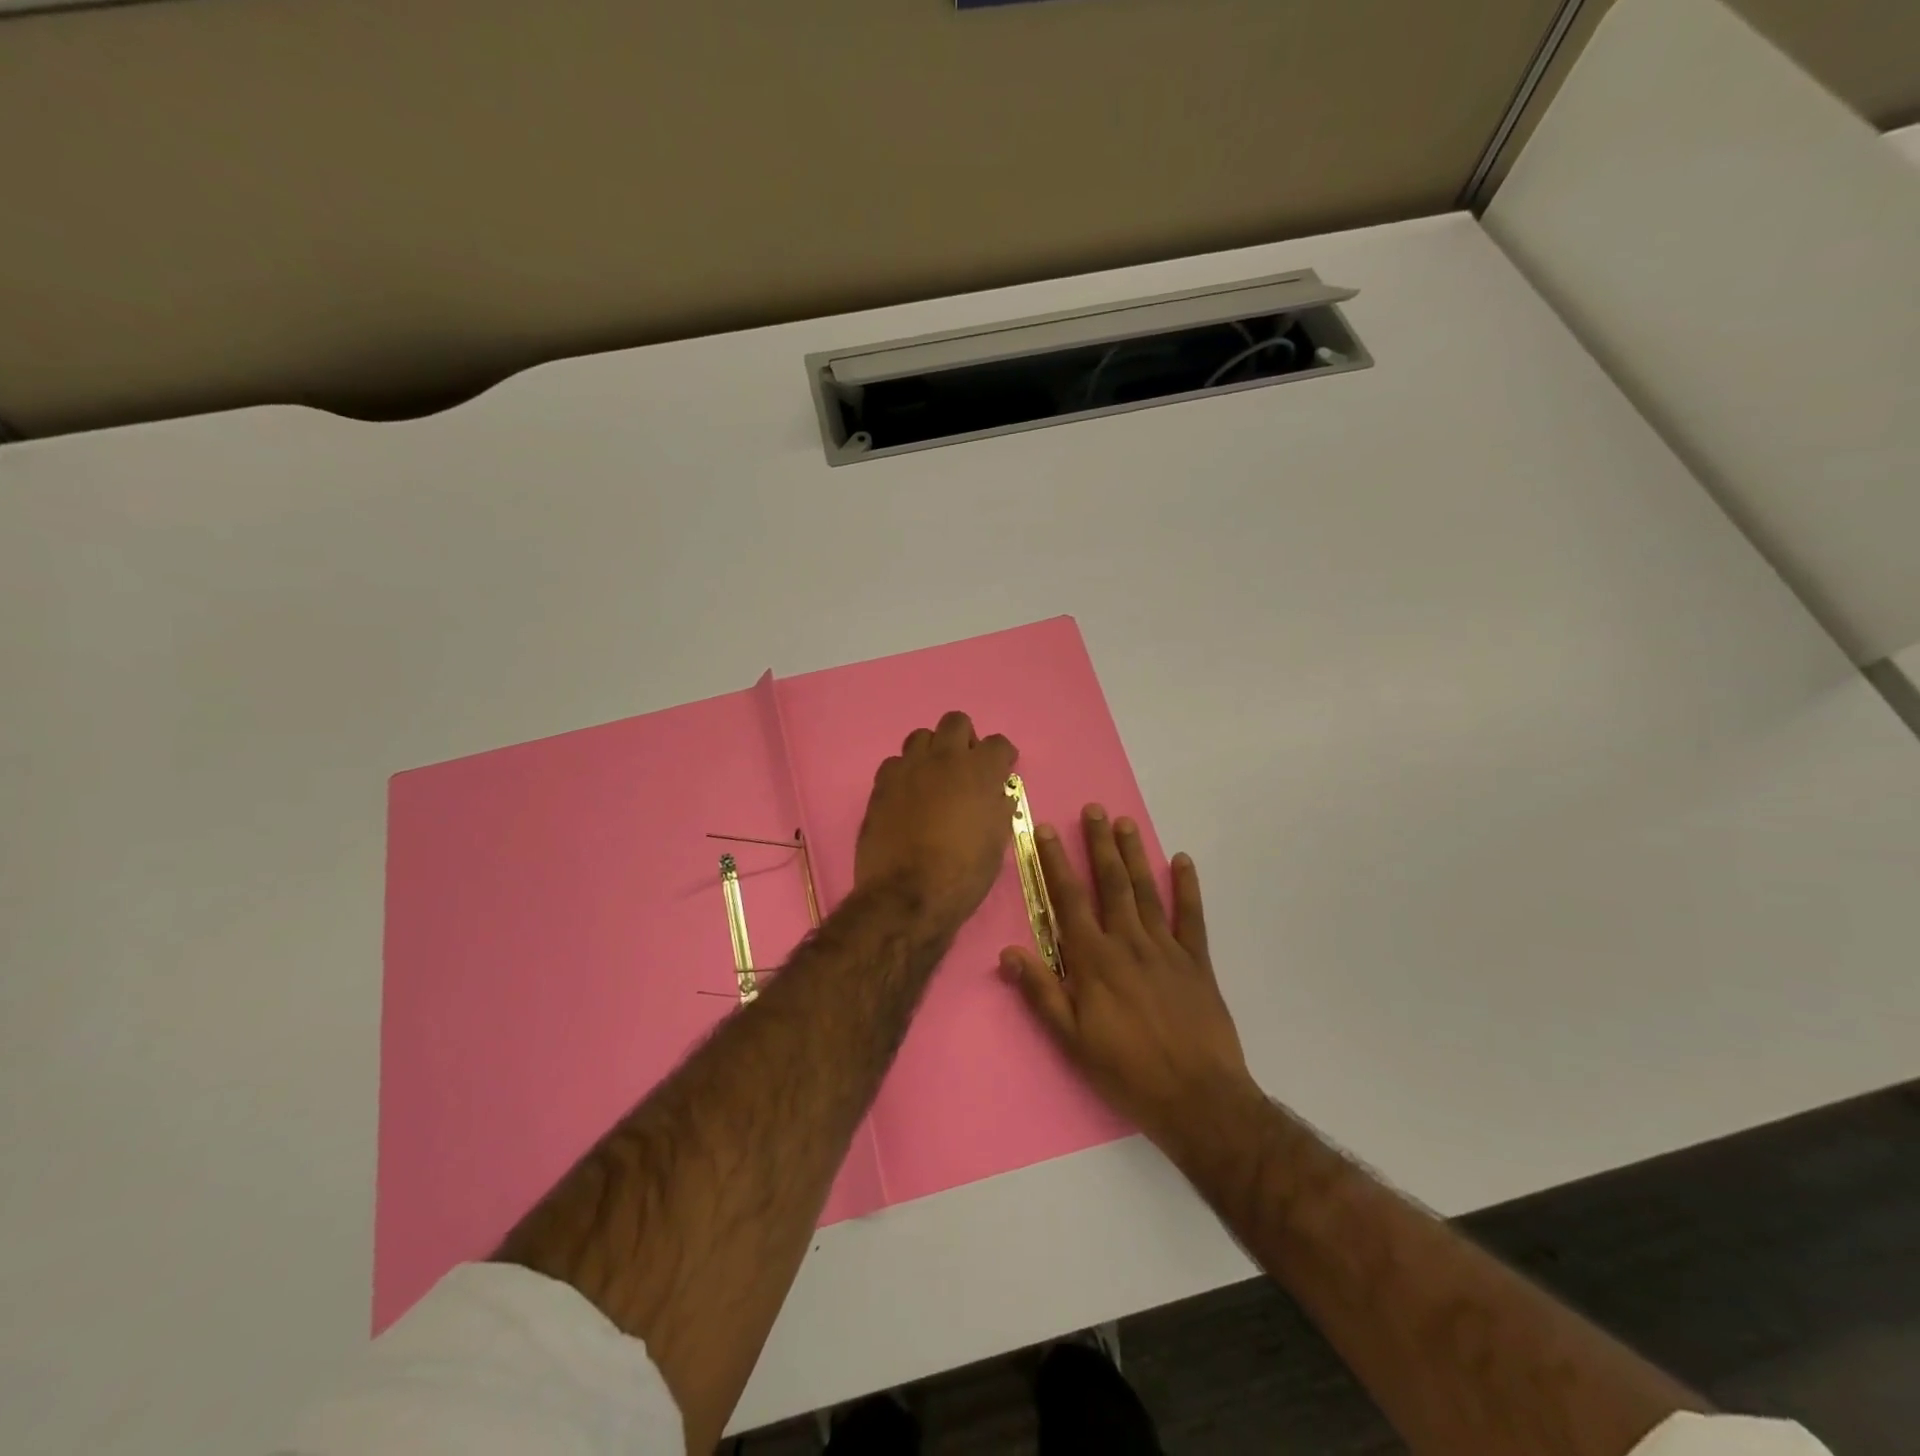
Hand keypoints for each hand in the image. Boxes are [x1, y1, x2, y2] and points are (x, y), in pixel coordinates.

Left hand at [855, 712, 1018, 932]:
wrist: (907, 895)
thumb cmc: (963, 874)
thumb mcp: (996, 843)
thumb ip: (998, 809)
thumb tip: (998, 795)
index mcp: (980, 771)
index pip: (998, 743)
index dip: (1002, 756)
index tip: (1002, 768)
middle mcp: (944, 758)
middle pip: (956, 722)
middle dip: (965, 739)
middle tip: (966, 766)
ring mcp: (909, 768)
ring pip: (921, 736)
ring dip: (932, 751)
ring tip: (934, 777)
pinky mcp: (882, 783)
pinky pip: (895, 763)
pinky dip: (905, 773)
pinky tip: (907, 795)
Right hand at [1002, 806, 1253, 1151]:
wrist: (1198, 1098)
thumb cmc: (1126, 1071)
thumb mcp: (1072, 1040)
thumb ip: (1041, 992)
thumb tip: (1008, 952)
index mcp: (1094, 960)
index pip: (1069, 900)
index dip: (1055, 862)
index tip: (1046, 830)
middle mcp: (1129, 943)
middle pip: (1111, 884)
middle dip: (1099, 844)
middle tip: (1094, 809)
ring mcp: (1166, 949)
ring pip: (1146, 891)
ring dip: (1134, 855)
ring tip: (1125, 823)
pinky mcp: (1197, 962)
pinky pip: (1191, 916)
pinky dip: (1187, 887)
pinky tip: (1183, 861)